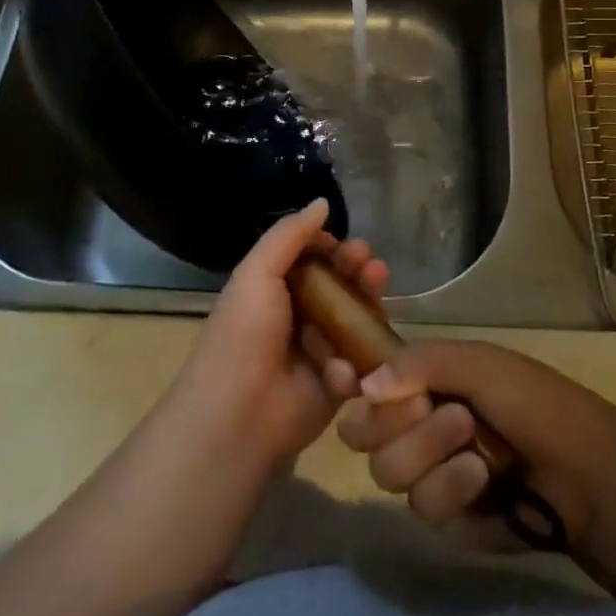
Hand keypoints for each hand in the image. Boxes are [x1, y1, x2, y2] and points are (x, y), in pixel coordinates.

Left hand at [166, 198, 388, 478]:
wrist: (238, 414)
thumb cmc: (243, 334)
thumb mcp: (258, 272)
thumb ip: (290, 235)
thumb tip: (323, 202)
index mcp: (275, 290)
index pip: (313, 260)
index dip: (332, 249)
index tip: (346, 244)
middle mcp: (299, 316)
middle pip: (340, 285)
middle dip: (357, 270)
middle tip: (369, 263)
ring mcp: (320, 350)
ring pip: (356, 319)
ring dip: (368, 301)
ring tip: (377, 284)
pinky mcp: (337, 385)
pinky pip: (358, 362)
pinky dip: (354, 357)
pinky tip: (342, 361)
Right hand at [337, 340, 615, 552]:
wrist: (590, 476)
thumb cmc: (536, 403)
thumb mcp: (481, 364)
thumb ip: (420, 365)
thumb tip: (364, 386)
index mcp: (423, 380)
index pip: (364, 382)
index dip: (351, 384)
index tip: (350, 380)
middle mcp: (417, 423)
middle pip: (362, 432)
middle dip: (394, 422)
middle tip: (434, 409)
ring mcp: (430, 472)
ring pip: (387, 470)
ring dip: (427, 452)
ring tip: (473, 445)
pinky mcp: (447, 518)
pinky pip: (421, 506)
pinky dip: (448, 488)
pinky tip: (482, 480)